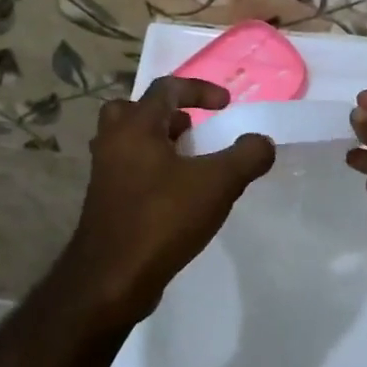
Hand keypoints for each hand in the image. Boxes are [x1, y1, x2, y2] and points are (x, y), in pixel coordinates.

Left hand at [62, 76, 276, 326]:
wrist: (112, 277)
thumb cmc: (163, 219)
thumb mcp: (218, 184)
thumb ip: (246, 156)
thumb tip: (262, 142)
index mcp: (136, 127)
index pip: (166, 88)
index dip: (200, 90)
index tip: (226, 105)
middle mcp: (113, 143)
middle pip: (135, 110)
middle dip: (168, 115)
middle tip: (193, 131)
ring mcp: (104, 174)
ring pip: (130, 142)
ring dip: (160, 143)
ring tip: (191, 163)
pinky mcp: (105, 202)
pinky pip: (129, 170)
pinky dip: (152, 170)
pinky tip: (178, 196)